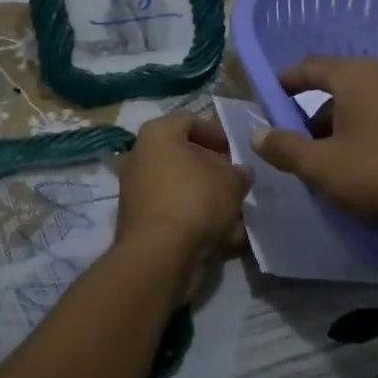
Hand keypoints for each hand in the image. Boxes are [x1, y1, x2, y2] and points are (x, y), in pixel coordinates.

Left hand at [115, 112, 251, 305]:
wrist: (159, 255)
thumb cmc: (195, 201)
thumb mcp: (232, 181)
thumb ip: (239, 172)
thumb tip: (240, 173)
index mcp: (157, 134)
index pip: (190, 122)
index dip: (218, 133)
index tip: (237, 150)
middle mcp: (140, 157)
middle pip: (184, 157)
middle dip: (214, 171)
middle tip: (237, 182)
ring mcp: (136, 191)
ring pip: (181, 188)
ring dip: (208, 199)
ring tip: (237, 215)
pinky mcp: (138, 222)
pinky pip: (174, 213)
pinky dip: (196, 221)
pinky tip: (223, 238)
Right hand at [252, 55, 377, 233]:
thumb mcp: (323, 168)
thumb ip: (285, 148)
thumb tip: (258, 134)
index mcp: (357, 76)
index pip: (310, 67)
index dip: (285, 82)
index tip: (269, 98)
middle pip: (340, 87)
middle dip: (316, 113)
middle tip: (302, 145)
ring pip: (369, 104)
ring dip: (347, 126)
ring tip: (339, 162)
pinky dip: (376, 133)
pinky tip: (376, 166)